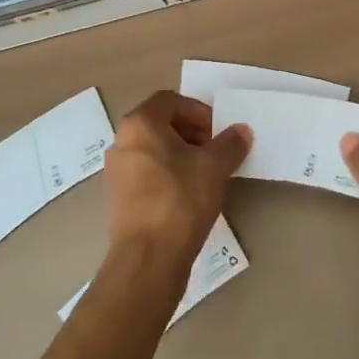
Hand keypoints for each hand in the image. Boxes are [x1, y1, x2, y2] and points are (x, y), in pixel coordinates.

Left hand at [105, 91, 250, 265]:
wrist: (148, 258)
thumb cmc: (180, 200)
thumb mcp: (214, 167)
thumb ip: (230, 144)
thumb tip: (242, 130)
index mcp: (140, 124)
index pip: (170, 100)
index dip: (198, 111)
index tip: (218, 133)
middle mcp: (122, 141)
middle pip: (160, 123)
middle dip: (191, 133)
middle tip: (215, 152)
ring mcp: (117, 171)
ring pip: (154, 149)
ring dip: (181, 154)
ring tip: (206, 174)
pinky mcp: (119, 198)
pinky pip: (147, 173)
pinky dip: (168, 174)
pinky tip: (188, 195)